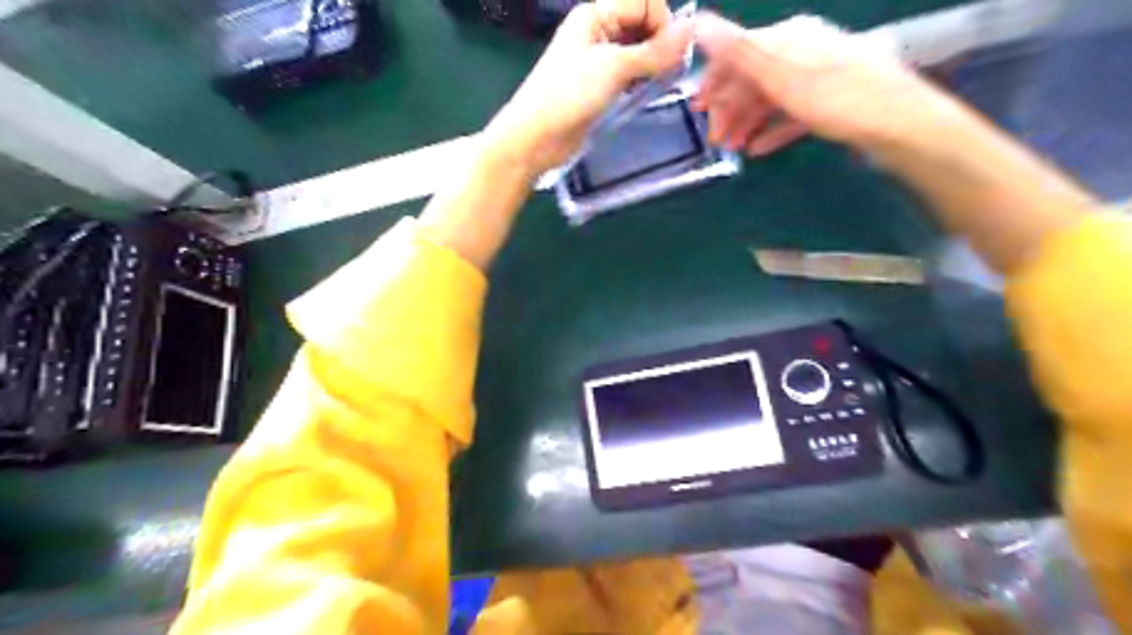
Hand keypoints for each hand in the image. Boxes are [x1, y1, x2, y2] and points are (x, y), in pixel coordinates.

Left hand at [485, 5, 689, 178]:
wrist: (536, 137)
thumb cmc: (568, 94)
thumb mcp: (614, 67)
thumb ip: (654, 51)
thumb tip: (691, 29)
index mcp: (596, 14)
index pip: (644, 2)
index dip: (663, 22)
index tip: (673, 53)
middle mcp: (598, 32)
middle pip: (642, 26)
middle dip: (660, 44)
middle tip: (670, 73)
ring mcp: (598, 61)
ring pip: (638, 52)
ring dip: (653, 65)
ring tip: (660, 85)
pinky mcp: (600, 87)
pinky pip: (629, 75)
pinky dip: (641, 81)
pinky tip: (646, 94)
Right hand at [690, 12, 936, 153]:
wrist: (900, 123)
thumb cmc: (837, 98)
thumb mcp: (782, 75)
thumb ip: (739, 51)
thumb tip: (698, 21)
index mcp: (789, 39)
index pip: (739, 53)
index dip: (715, 80)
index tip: (697, 109)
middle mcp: (802, 52)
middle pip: (754, 78)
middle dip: (730, 108)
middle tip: (714, 139)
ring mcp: (818, 78)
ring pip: (771, 99)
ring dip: (748, 123)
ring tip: (733, 148)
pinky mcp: (830, 103)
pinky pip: (792, 115)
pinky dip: (772, 130)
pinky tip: (758, 149)